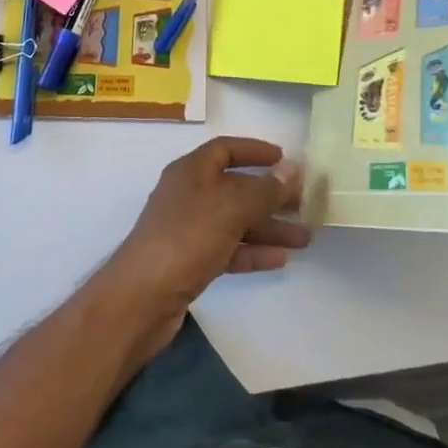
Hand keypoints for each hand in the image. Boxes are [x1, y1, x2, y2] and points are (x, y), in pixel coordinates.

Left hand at [99, 137, 308, 353]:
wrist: (142, 298)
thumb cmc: (186, 238)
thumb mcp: (229, 208)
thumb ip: (263, 190)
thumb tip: (291, 168)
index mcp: (191, 171)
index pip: (226, 149)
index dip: (255, 151)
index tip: (285, 158)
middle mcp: (190, 195)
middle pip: (235, 187)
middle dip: (270, 195)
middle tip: (305, 204)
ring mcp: (189, 230)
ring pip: (235, 221)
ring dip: (268, 227)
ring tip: (304, 237)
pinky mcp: (191, 262)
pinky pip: (228, 249)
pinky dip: (252, 252)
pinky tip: (280, 260)